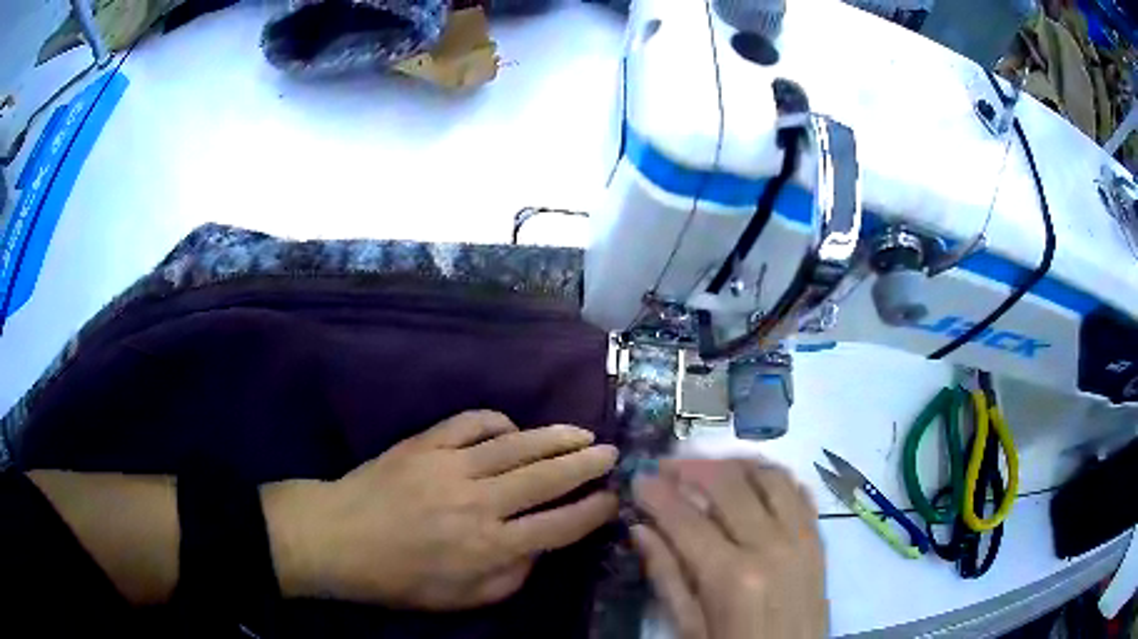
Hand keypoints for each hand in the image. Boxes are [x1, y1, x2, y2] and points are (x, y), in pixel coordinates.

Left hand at [264, 410, 617, 609]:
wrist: (337, 538)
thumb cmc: (399, 578)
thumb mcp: (461, 599)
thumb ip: (510, 578)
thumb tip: (538, 547)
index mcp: (490, 547)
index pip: (560, 525)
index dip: (593, 511)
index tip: (612, 499)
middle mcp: (480, 503)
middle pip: (548, 478)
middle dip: (587, 465)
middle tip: (611, 454)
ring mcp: (452, 466)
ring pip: (518, 445)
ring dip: (556, 438)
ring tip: (583, 434)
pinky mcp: (427, 442)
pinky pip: (473, 422)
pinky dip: (500, 422)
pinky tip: (513, 429)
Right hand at [632, 459, 825, 638]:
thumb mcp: (689, 627)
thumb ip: (666, 575)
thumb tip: (640, 529)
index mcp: (731, 575)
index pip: (685, 518)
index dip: (657, 493)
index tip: (638, 478)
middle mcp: (770, 545)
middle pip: (729, 484)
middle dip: (692, 467)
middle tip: (666, 467)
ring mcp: (801, 538)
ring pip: (769, 476)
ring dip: (734, 464)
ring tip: (708, 470)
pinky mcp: (819, 540)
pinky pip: (799, 491)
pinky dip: (773, 477)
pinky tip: (754, 482)